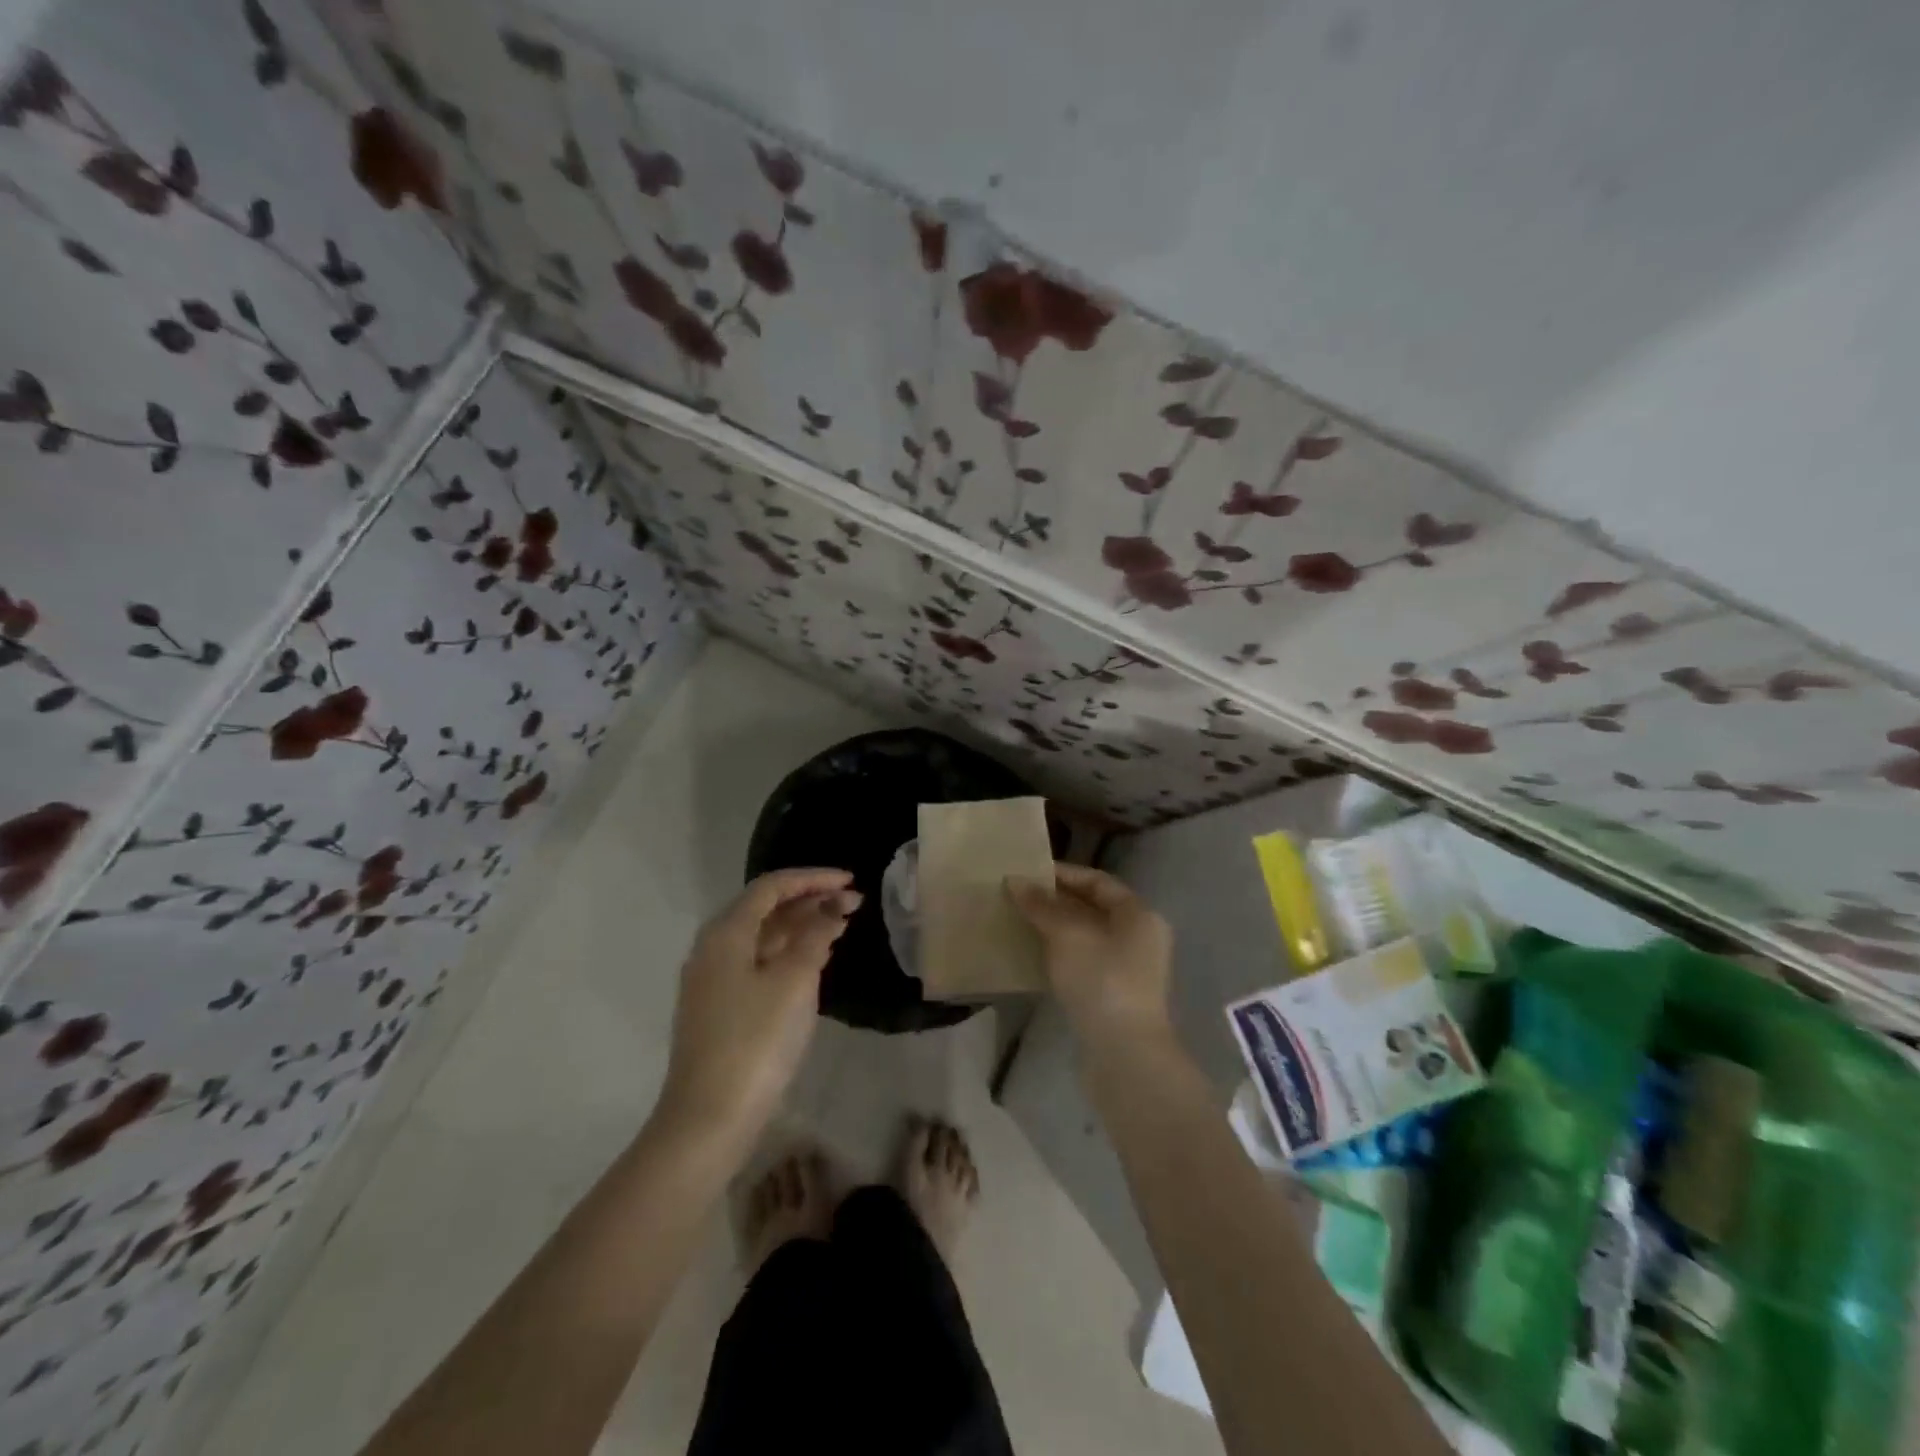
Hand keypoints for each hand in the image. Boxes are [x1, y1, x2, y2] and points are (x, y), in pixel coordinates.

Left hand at [656, 868, 859, 1139]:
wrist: (709, 1118)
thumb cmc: (756, 1040)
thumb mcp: (794, 981)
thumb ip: (815, 936)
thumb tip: (833, 906)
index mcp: (726, 933)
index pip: (772, 887)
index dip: (813, 878)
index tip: (851, 880)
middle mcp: (714, 948)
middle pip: (765, 909)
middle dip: (810, 901)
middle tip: (854, 903)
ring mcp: (714, 979)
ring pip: (763, 937)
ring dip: (802, 926)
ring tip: (842, 924)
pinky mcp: (720, 1007)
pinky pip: (759, 962)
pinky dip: (789, 952)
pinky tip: (815, 957)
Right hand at [1007, 864, 1173, 1048]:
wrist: (1124, 1055)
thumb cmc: (1101, 981)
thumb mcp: (1067, 934)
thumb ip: (1041, 905)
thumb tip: (1016, 881)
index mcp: (1138, 914)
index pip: (1098, 881)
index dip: (1063, 874)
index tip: (1027, 874)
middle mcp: (1140, 937)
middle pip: (1093, 908)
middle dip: (1056, 902)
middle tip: (1018, 898)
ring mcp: (1130, 970)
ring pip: (1087, 937)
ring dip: (1055, 929)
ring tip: (1020, 924)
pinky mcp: (1115, 997)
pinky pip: (1085, 962)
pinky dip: (1061, 954)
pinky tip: (1034, 957)